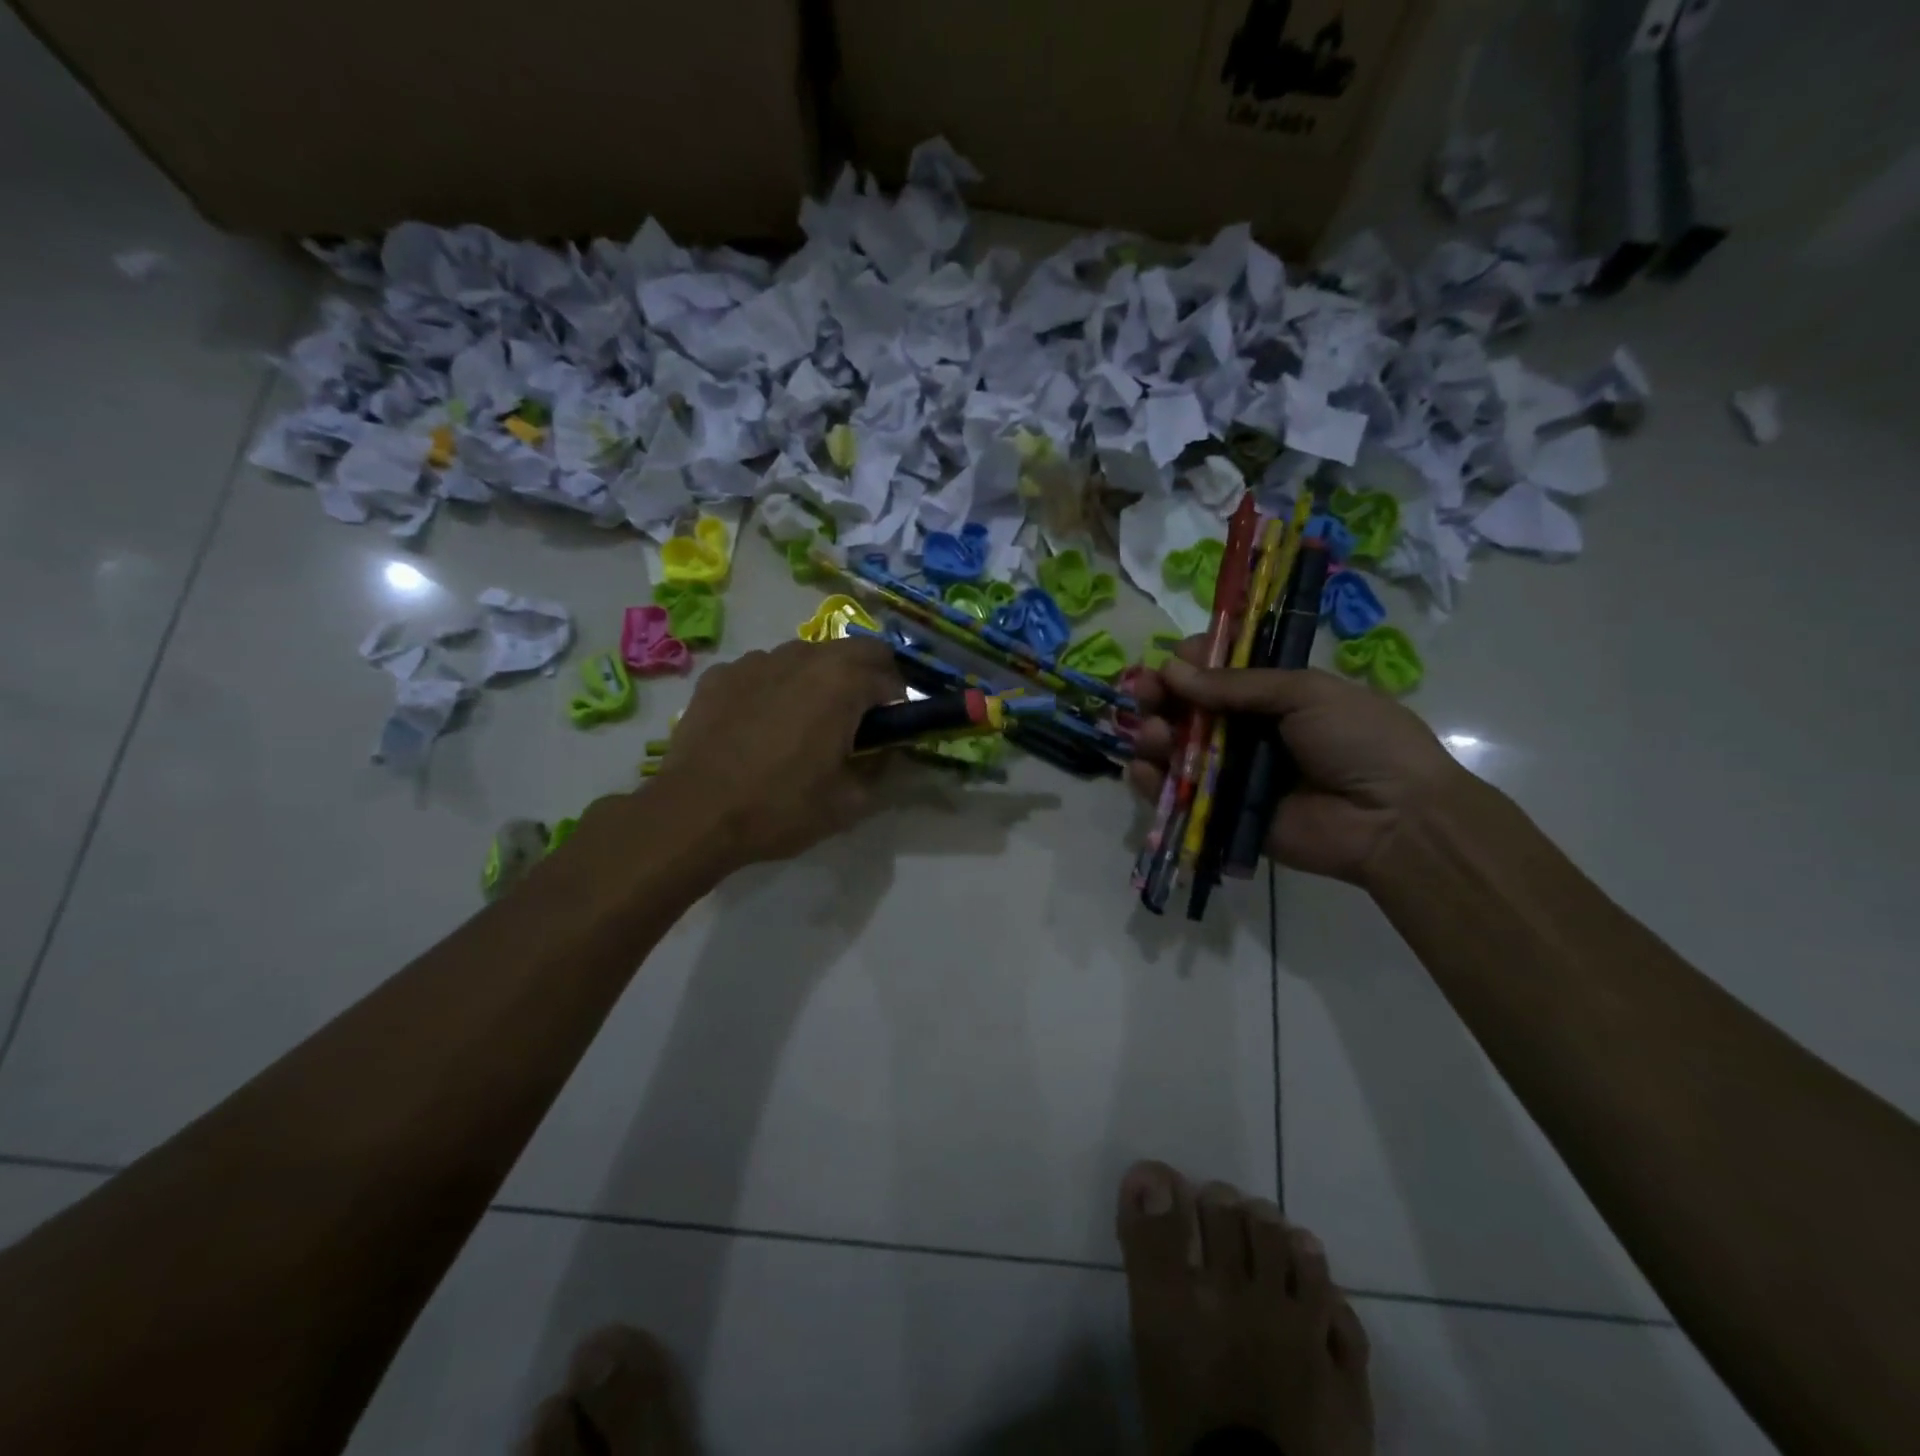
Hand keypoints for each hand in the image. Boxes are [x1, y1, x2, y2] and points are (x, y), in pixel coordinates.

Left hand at [652, 638, 903, 870]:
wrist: (695, 814)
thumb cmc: (781, 807)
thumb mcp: (850, 802)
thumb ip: (882, 768)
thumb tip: (888, 750)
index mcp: (842, 681)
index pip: (892, 680)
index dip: (899, 707)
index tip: (890, 735)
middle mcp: (803, 656)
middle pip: (854, 651)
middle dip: (868, 678)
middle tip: (860, 719)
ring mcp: (757, 660)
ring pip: (806, 656)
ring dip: (820, 680)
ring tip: (806, 722)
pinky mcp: (721, 674)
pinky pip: (763, 672)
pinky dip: (775, 689)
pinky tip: (760, 727)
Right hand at [1127, 642, 1463, 884]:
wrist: (1393, 819)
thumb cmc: (1360, 740)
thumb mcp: (1306, 693)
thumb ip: (1236, 684)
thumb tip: (1170, 669)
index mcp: (1272, 696)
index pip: (1217, 673)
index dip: (1189, 663)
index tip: (1170, 659)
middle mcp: (1246, 731)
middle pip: (1188, 709)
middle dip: (1160, 697)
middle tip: (1143, 693)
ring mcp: (1232, 774)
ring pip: (1176, 748)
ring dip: (1155, 736)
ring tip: (1155, 734)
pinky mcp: (1222, 813)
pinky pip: (1178, 794)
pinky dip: (1152, 782)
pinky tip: (1142, 769)